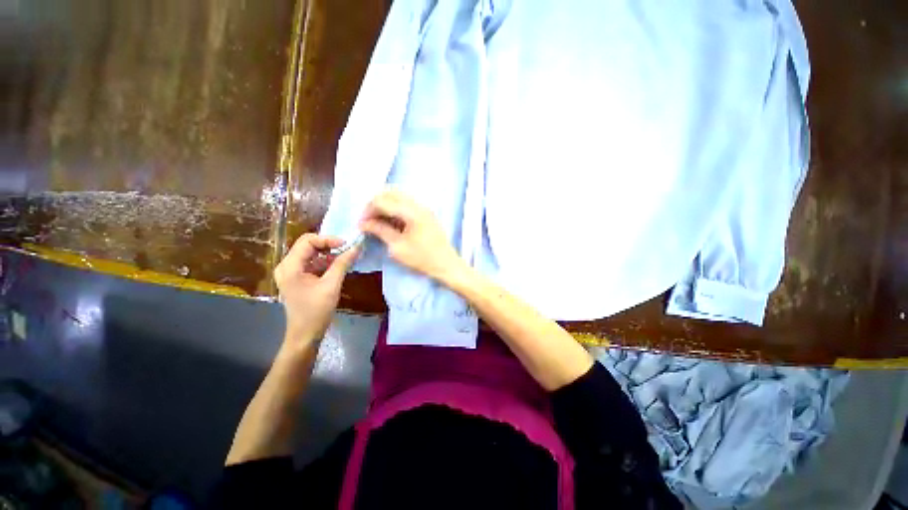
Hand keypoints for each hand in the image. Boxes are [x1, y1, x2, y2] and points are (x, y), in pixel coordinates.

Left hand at [274, 234, 359, 344]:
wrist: (305, 334)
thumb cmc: (316, 311)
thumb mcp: (331, 285)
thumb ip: (342, 264)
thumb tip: (356, 247)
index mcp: (290, 266)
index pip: (307, 241)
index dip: (328, 239)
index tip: (346, 244)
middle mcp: (287, 266)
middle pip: (308, 245)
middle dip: (328, 245)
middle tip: (347, 248)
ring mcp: (291, 272)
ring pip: (311, 253)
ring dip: (328, 253)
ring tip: (346, 256)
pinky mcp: (298, 278)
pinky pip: (312, 263)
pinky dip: (326, 262)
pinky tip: (339, 265)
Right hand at [359, 190, 466, 282]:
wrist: (446, 264)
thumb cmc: (422, 259)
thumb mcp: (397, 247)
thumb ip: (380, 230)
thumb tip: (364, 223)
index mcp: (411, 212)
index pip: (382, 201)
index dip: (368, 211)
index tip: (362, 224)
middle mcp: (418, 204)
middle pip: (390, 193)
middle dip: (376, 204)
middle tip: (369, 220)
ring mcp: (424, 207)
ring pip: (399, 196)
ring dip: (385, 205)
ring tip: (378, 221)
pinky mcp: (426, 213)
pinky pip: (407, 203)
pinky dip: (395, 208)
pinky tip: (391, 221)